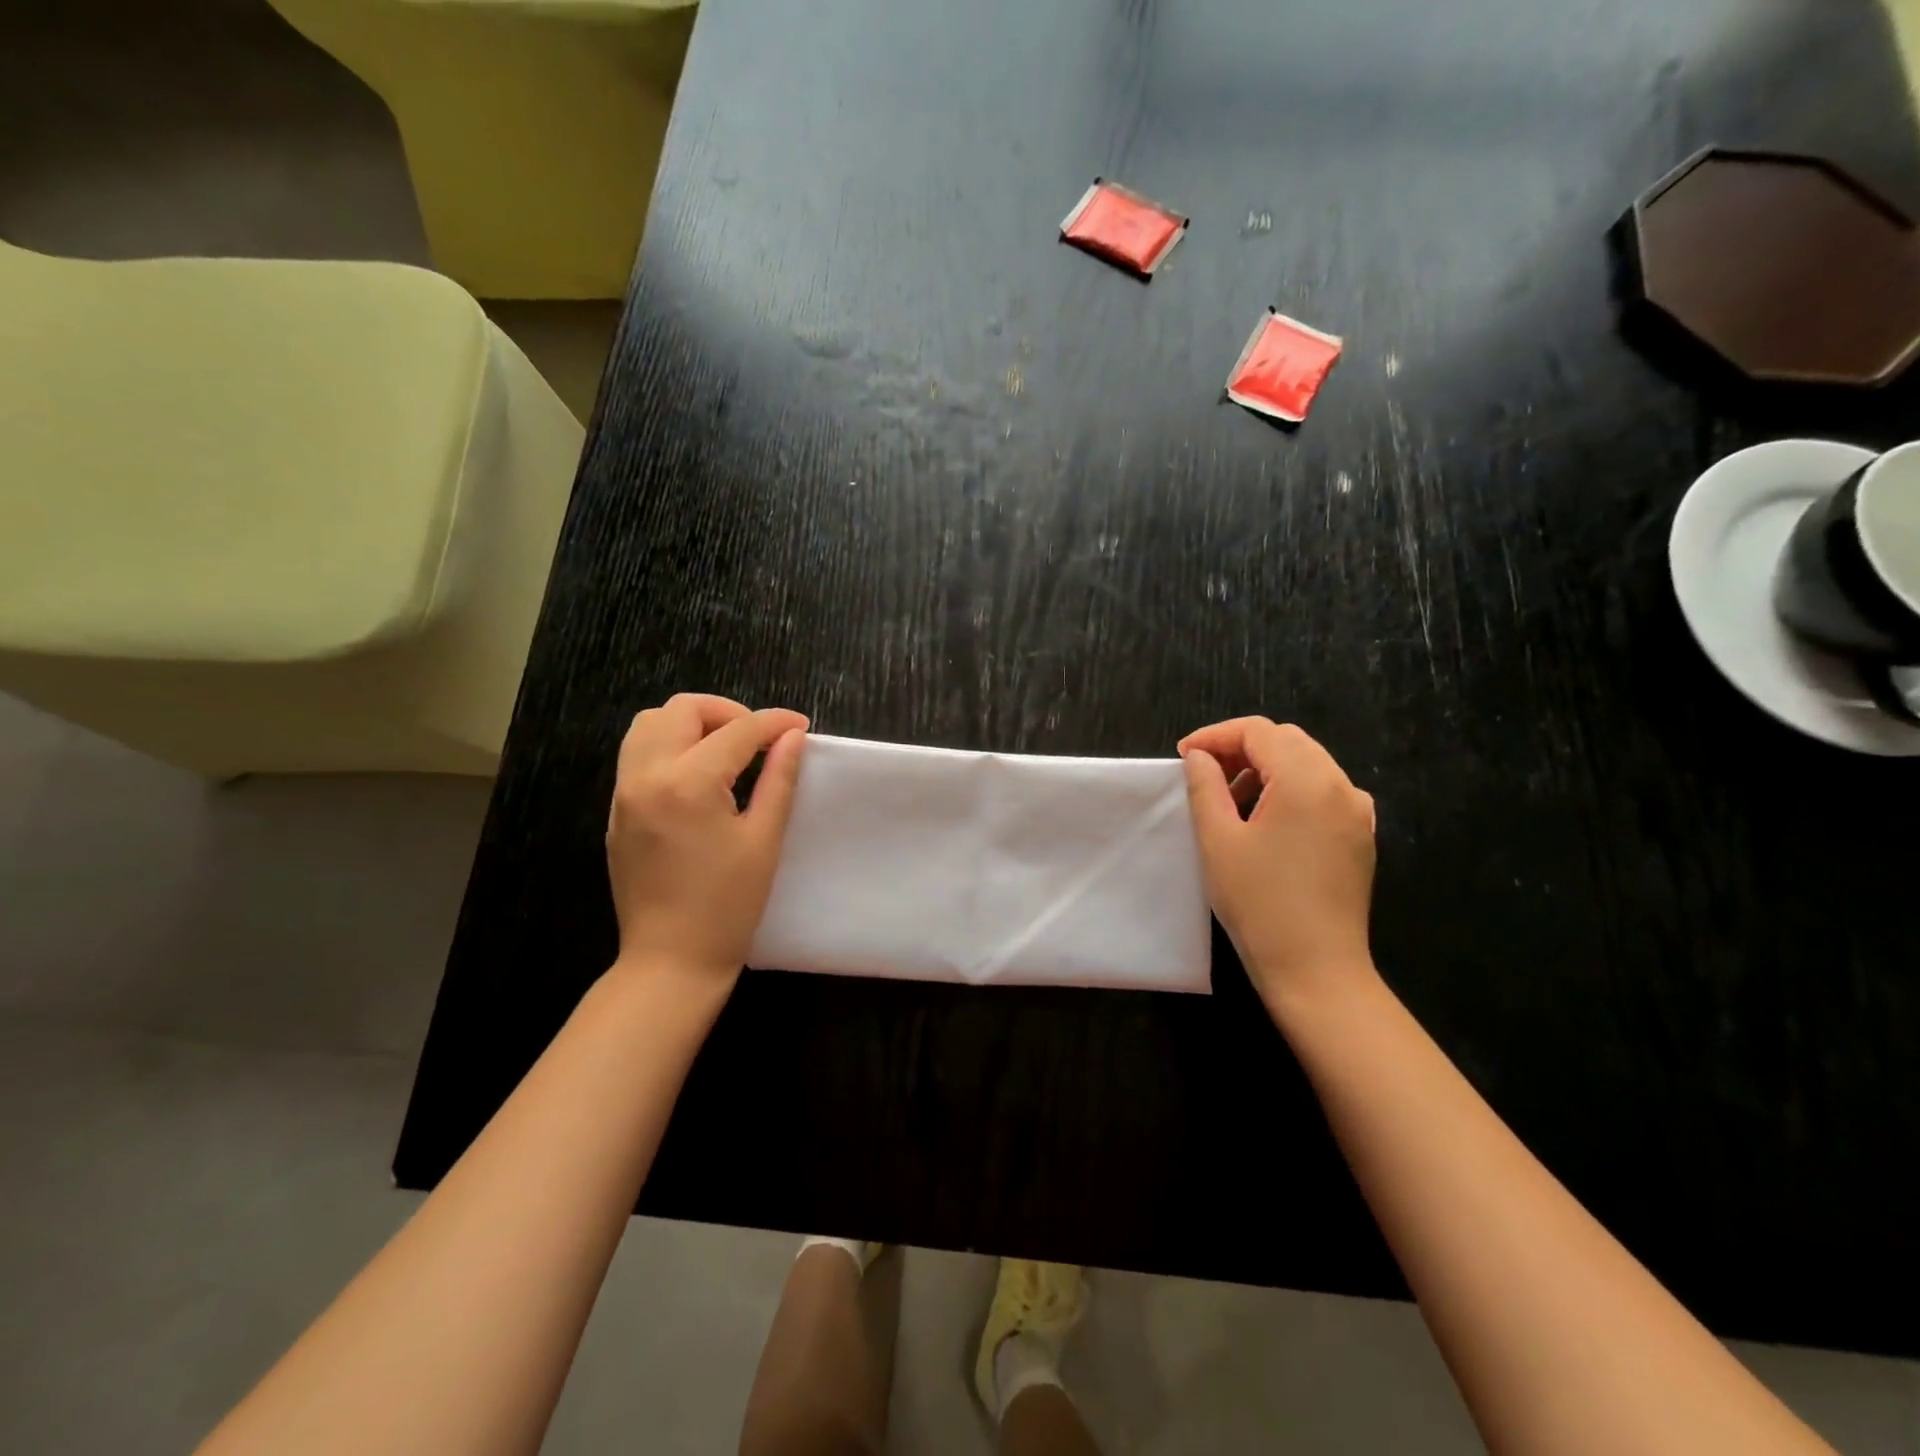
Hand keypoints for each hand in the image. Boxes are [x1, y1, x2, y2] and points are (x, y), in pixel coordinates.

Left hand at [606, 694, 808, 988]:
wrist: (670, 961)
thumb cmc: (728, 906)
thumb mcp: (763, 839)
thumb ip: (779, 779)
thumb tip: (792, 737)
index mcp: (689, 783)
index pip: (738, 730)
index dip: (774, 722)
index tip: (800, 726)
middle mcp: (647, 776)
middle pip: (682, 710)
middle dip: (727, 713)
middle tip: (759, 739)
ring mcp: (624, 793)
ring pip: (650, 725)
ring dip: (691, 724)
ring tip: (726, 750)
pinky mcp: (616, 812)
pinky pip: (638, 756)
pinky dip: (669, 747)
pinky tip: (699, 777)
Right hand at [1179, 718, 1377, 1010]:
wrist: (1316, 970)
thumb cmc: (1258, 903)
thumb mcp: (1218, 840)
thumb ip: (1205, 786)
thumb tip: (1200, 757)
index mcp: (1306, 780)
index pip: (1258, 731)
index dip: (1216, 736)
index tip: (1184, 757)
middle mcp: (1340, 786)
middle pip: (1287, 741)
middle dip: (1241, 748)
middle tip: (1203, 774)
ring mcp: (1357, 812)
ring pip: (1308, 764)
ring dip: (1266, 768)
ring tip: (1230, 801)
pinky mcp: (1360, 837)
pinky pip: (1324, 792)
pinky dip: (1291, 790)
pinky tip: (1267, 821)